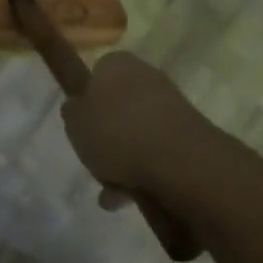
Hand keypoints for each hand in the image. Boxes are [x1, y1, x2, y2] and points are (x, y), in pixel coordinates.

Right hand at [60, 51, 213, 204]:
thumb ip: (72, 113)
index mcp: (116, 64)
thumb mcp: (74, 123)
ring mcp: (171, 104)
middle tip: (95, 163)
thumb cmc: (115, 132)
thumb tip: (76, 106)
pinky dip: (145, 171)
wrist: (176, 159)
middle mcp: (146, 76)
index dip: (87, 102)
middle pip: (119, 106)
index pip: (97, 74)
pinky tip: (132, 197)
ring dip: (124, 161)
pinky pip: (157, 150)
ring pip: (138, 132)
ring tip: (112, 194)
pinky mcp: (190, 132)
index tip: (81, 128)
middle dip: (107, 138)